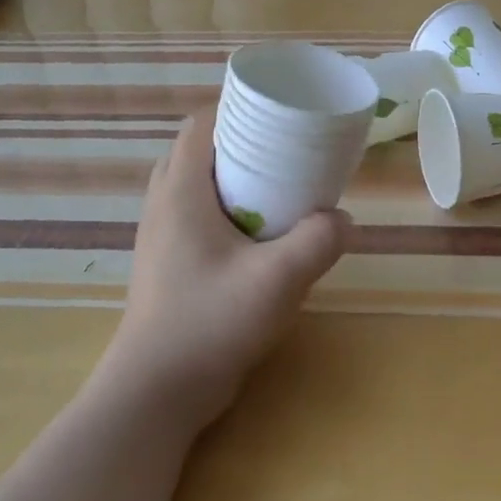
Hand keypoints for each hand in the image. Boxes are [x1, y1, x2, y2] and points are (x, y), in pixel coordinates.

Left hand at [101, 111, 350, 429]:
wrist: (157, 392)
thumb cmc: (209, 323)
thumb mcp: (276, 280)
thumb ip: (317, 242)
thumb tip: (343, 219)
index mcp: (180, 190)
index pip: (202, 123)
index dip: (239, 108)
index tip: (281, 113)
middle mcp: (164, 203)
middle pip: (202, 150)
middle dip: (244, 143)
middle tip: (289, 150)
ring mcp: (162, 234)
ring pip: (200, 184)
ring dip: (237, 178)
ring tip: (282, 188)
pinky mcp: (169, 261)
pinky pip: (199, 214)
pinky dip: (229, 208)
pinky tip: (263, 234)